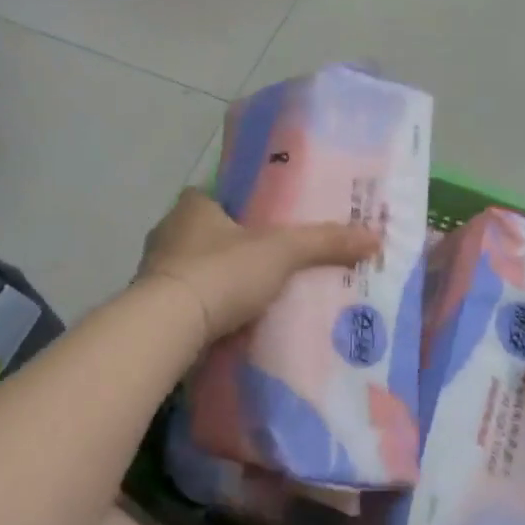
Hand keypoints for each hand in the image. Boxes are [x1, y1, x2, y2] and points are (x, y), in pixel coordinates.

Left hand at [137, 188, 380, 343]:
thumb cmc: (221, 272)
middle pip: (205, 233)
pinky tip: (227, 323)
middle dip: (230, 247)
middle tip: (266, 263)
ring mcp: (154, 270)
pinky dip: (204, 309)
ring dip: (216, 280)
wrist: (167, 327)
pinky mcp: (150, 307)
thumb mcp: (281, 252)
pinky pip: (185, 301)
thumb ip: (323, 242)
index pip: (215, 196)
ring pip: (193, 268)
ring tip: (252, 296)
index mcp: (192, 206)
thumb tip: (375, 237)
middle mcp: (167, 231)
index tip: (265, 225)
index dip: (239, 207)